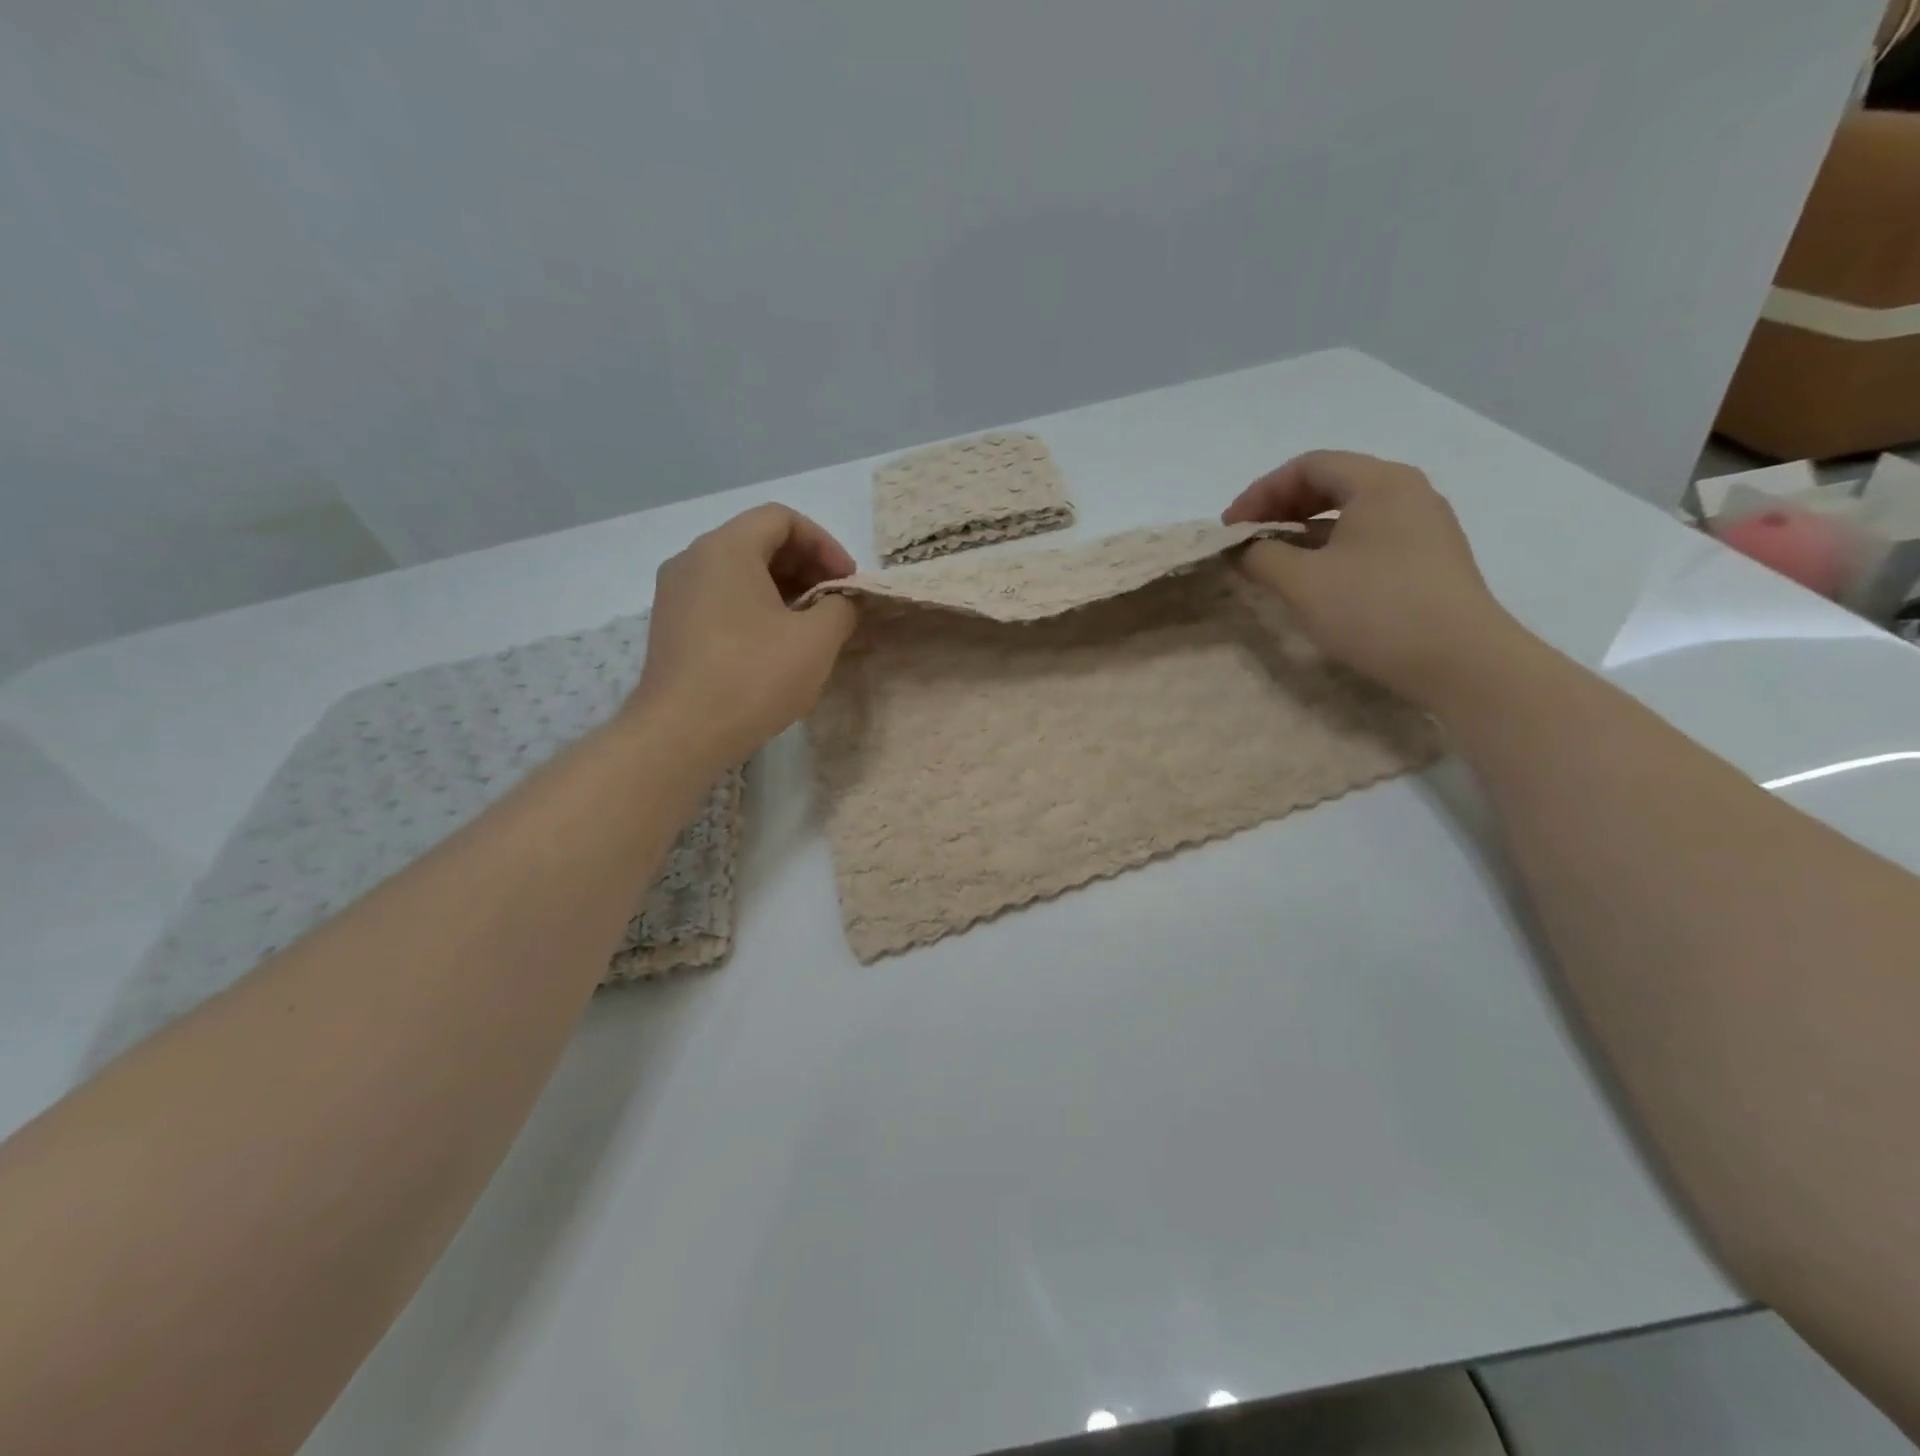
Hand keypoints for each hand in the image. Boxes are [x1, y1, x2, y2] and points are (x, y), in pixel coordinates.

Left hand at [632, 504, 858, 768]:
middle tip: (834, 602)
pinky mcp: (671, 627)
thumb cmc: (752, 677)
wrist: (680, 734)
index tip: (846, 581)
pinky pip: (721, 600)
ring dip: (782, 589)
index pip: (781, 518)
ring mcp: (675, 595)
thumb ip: (840, 608)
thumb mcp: (816, 640)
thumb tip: (838, 602)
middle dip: (805, 566)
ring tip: (810, 626)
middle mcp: (692, 560)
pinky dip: (755, 608)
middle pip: (758, 542)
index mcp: (725, 549)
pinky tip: (775, 646)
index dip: (824, 543)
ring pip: (738, 573)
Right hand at [1224, 451, 1523, 706]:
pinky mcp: (1430, 559)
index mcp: (1380, 483)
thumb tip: (1243, 548)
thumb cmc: (1375, 610)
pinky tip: (1315, 578)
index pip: (1308, 466)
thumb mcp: (1301, 582)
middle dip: (1281, 508)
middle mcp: (1408, 492)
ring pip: (1351, 513)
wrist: (1461, 662)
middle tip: (1248, 540)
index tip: (1230, 527)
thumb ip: (1260, 556)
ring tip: (1274, 560)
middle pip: (1332, 483)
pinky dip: (1332, 548)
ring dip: (1304, 530)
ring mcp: (1425, 526)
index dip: (1260, 492)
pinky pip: (1370, 537)